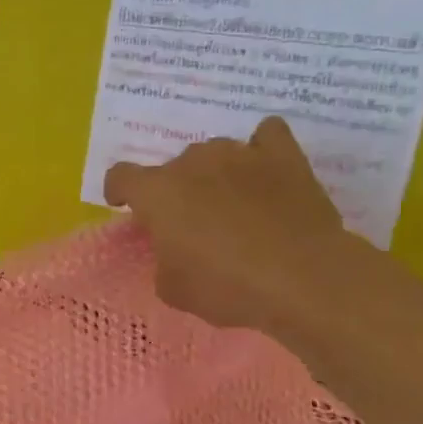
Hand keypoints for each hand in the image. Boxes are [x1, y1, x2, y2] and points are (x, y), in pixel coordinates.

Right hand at [103, 117, 372, 338]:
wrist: (303, 278)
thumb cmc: (227, 286)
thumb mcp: (173, 288)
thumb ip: (162, 259)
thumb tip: (173, 249)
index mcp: (157, 192)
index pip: (120, 176)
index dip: (119, 191)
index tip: (125, 206)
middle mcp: (193, 162)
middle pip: (172, 167)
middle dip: (175, 190)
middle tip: (191, 223)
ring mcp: (240, 153)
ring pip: (214, 153)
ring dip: (214, 173)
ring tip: (231, 202)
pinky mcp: (284, 156)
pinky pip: (267, 135)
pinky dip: (261, 149)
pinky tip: (264, 169)